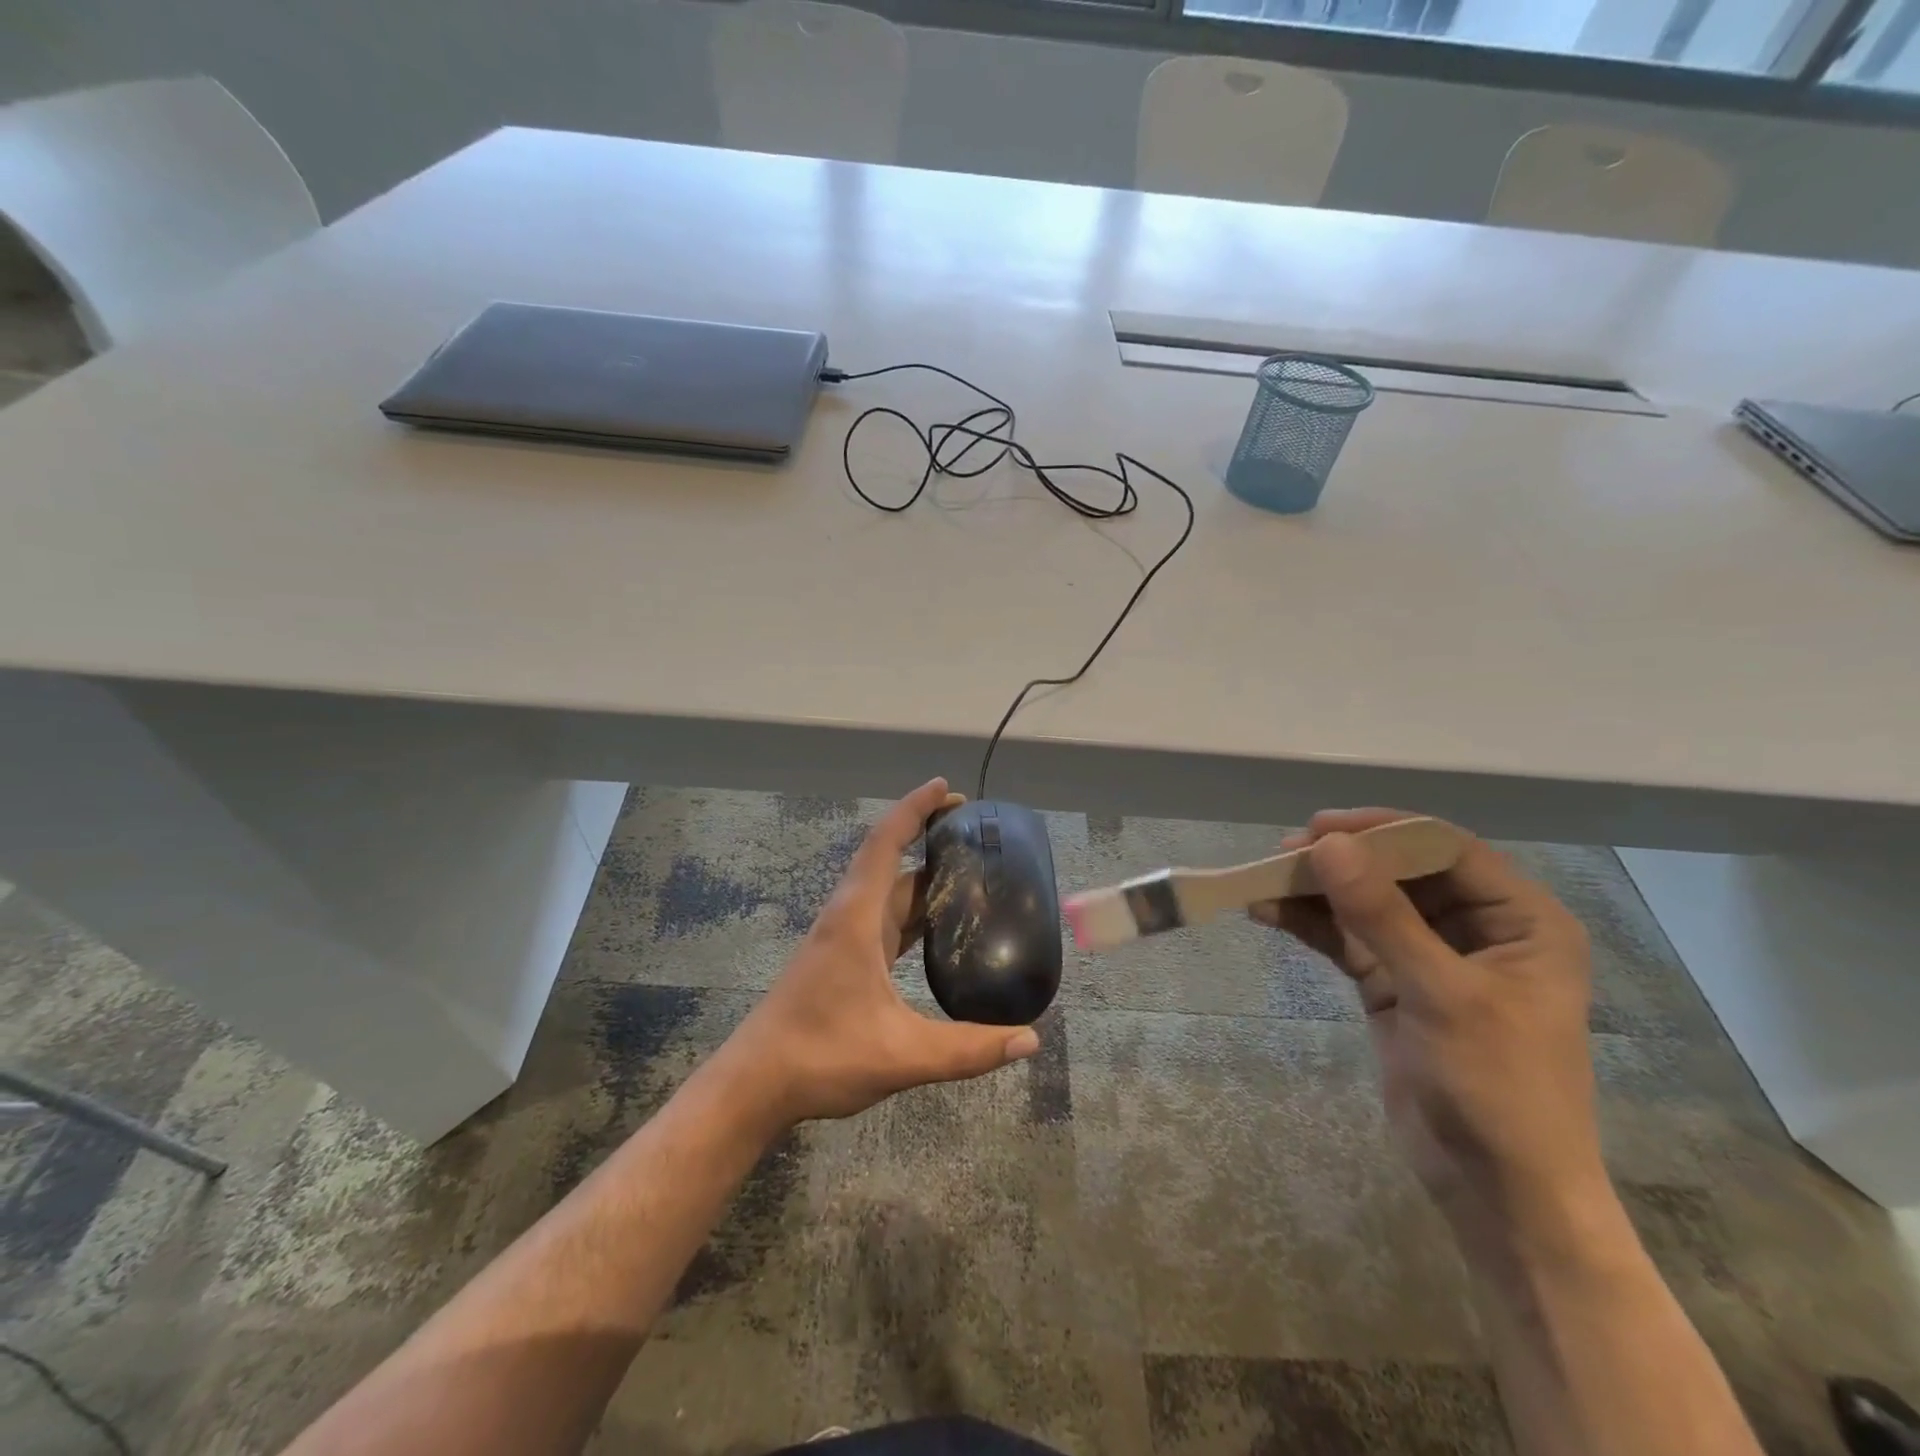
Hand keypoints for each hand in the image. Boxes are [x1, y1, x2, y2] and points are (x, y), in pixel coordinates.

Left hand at [720, 778, 1040, 1127]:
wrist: (755, 1084)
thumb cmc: (821, 1055)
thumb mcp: (902, 1055)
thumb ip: (968, 1048)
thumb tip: (1030, 1039)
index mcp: (857, 917)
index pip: (886, 843)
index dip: (915, 808)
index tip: (946, 788)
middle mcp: (849, 916)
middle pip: (890, 861)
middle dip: (928, 838)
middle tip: (975, 832)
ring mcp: (842, 938)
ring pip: (887, 892)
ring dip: (922, 877)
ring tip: (968, 873)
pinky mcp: (841, 959)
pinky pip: (884, 919)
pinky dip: (912, 911)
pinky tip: (938, 928)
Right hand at [1251, 809, 1606, 1247]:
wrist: (1496, 1191)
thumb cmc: (1498, 1088)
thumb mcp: (1442, 994)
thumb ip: (1382, 915)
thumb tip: (1328, 845)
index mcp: (1520, 920)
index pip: (1446, 849)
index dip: (1384, 831)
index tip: (1321, 828)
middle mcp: (1477, 928)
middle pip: (1400, 872)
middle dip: (1343, 861)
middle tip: (1284, 853)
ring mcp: (1430, 956)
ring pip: (1367, 903)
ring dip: (1318, 892)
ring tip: (1263, 880)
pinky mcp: (1393, 984)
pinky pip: (1348, 939)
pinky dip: (1311, 925)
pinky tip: (1269, 913)